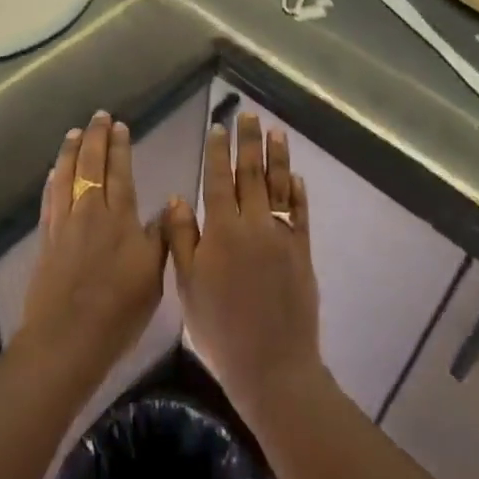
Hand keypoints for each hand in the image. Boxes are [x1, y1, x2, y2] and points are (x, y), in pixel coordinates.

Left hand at [17, 111, 167, 378]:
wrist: (68, 337)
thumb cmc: (119, 309)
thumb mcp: (154, 275)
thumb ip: (160, 236)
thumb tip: (170, 204)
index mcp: (119, 217)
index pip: (119, 171)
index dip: (119, 147)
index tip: (119, 125)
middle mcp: (90, 211)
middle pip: (90, 165)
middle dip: (95, 138)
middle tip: (98, 116)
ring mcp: (64, 223)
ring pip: (66, 175)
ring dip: (70, 151)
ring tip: (74, 132)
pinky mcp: (46, 238)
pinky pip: (49, 197)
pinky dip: (53, 179)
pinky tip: (53, 171)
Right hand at [163, 112, 323, 415]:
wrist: (271, 364)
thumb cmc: (219, 328)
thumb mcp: (187, 284)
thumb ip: (181, 238)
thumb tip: (176, 197)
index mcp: (221, 231)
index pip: (218, 180)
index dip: (217, 152)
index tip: (218, 127)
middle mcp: (253, 225)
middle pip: (250, 174)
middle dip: (248, 142)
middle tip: (248, 114)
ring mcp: (281, 236)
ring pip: (278, 186)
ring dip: (277, 157)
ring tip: (276, 132)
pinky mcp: (302, 251)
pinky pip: (299, 213)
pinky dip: (297, 192)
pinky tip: (295, 176)